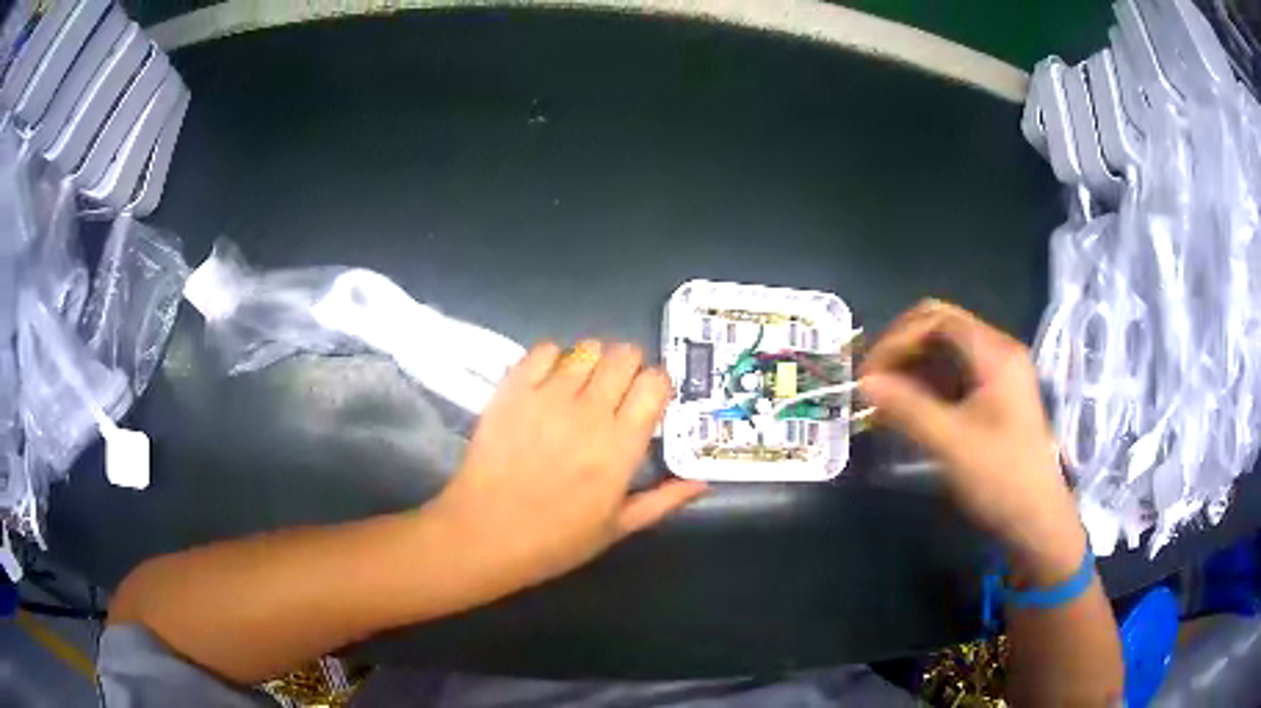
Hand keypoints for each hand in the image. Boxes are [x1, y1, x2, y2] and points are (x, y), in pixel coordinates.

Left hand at [431, 341, 707, 592]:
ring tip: (581, 385)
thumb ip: (663, 501)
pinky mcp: (512, 390)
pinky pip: (542, 350)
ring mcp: (548, 397)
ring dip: (592, 361)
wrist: (484, 533)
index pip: (655, 383)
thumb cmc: (555, 540)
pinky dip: (552, 358)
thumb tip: (702, 482)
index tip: (648, 400)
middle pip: (624, 355)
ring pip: (586, 348)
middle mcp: (589, 412)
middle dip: (628, 367)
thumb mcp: (617, 528)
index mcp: (620, 446)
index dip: (657, 385)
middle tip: (615, 391)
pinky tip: (548, 382)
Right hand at [860, 300, 1084, 582]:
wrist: (1036, 519)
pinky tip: (907, 405)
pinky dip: (927, 383)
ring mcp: (998, 373)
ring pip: (947, 350)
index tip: (869, 372)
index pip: (937, 320)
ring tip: (884, 394)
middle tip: (873, 378)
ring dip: (913, 365)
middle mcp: (999, 352)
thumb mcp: (951, 443)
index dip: (898, 339)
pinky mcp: (995, 396)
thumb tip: (864, 382)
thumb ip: (907, 407)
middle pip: (942, 327)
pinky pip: (955, 374)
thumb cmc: (1000, 477)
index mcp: (995, 353)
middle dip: (903, 347)